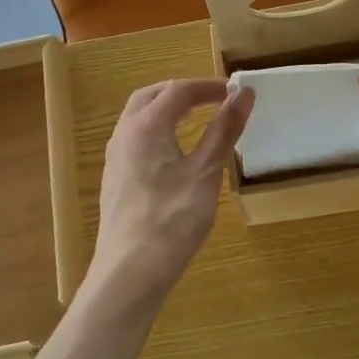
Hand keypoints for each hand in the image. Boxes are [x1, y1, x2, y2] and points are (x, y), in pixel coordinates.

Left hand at [92, 78, 252, 301]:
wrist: (130, 272)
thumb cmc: (173, 220)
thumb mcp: (206, 172)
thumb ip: (224, 130)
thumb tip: (243, 93)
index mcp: (145, 126)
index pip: (177, 90)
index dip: (207, 86)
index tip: (234, 92)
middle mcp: (123, 134)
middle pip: (151, 97)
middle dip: (182, 92)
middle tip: (213, 99)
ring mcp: (115, 158)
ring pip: (139, 118)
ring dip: (167, 110)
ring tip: (197, 120)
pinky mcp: (115, 179)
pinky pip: (135, 140)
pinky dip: (157, 131)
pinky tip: (175, 154)